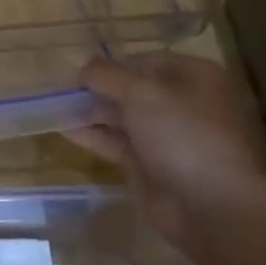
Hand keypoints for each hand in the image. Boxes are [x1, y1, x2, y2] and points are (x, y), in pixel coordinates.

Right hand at [72, 54, 265, 245]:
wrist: (212, 205)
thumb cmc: (183, 134)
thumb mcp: (141, 93)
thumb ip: (106, 75)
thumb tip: (78, 59)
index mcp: (194, 78)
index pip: (146, 61)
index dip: (111, 64)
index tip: (75, 69)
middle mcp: (184, 104)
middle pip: (133, 90)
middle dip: (98, 89)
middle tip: (59, 89)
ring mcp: (168, 137)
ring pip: (123, 118)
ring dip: (91, 112)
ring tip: (53, 108)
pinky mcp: (152, 165)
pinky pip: (119, 144)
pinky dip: (94, 136)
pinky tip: (65, 131)